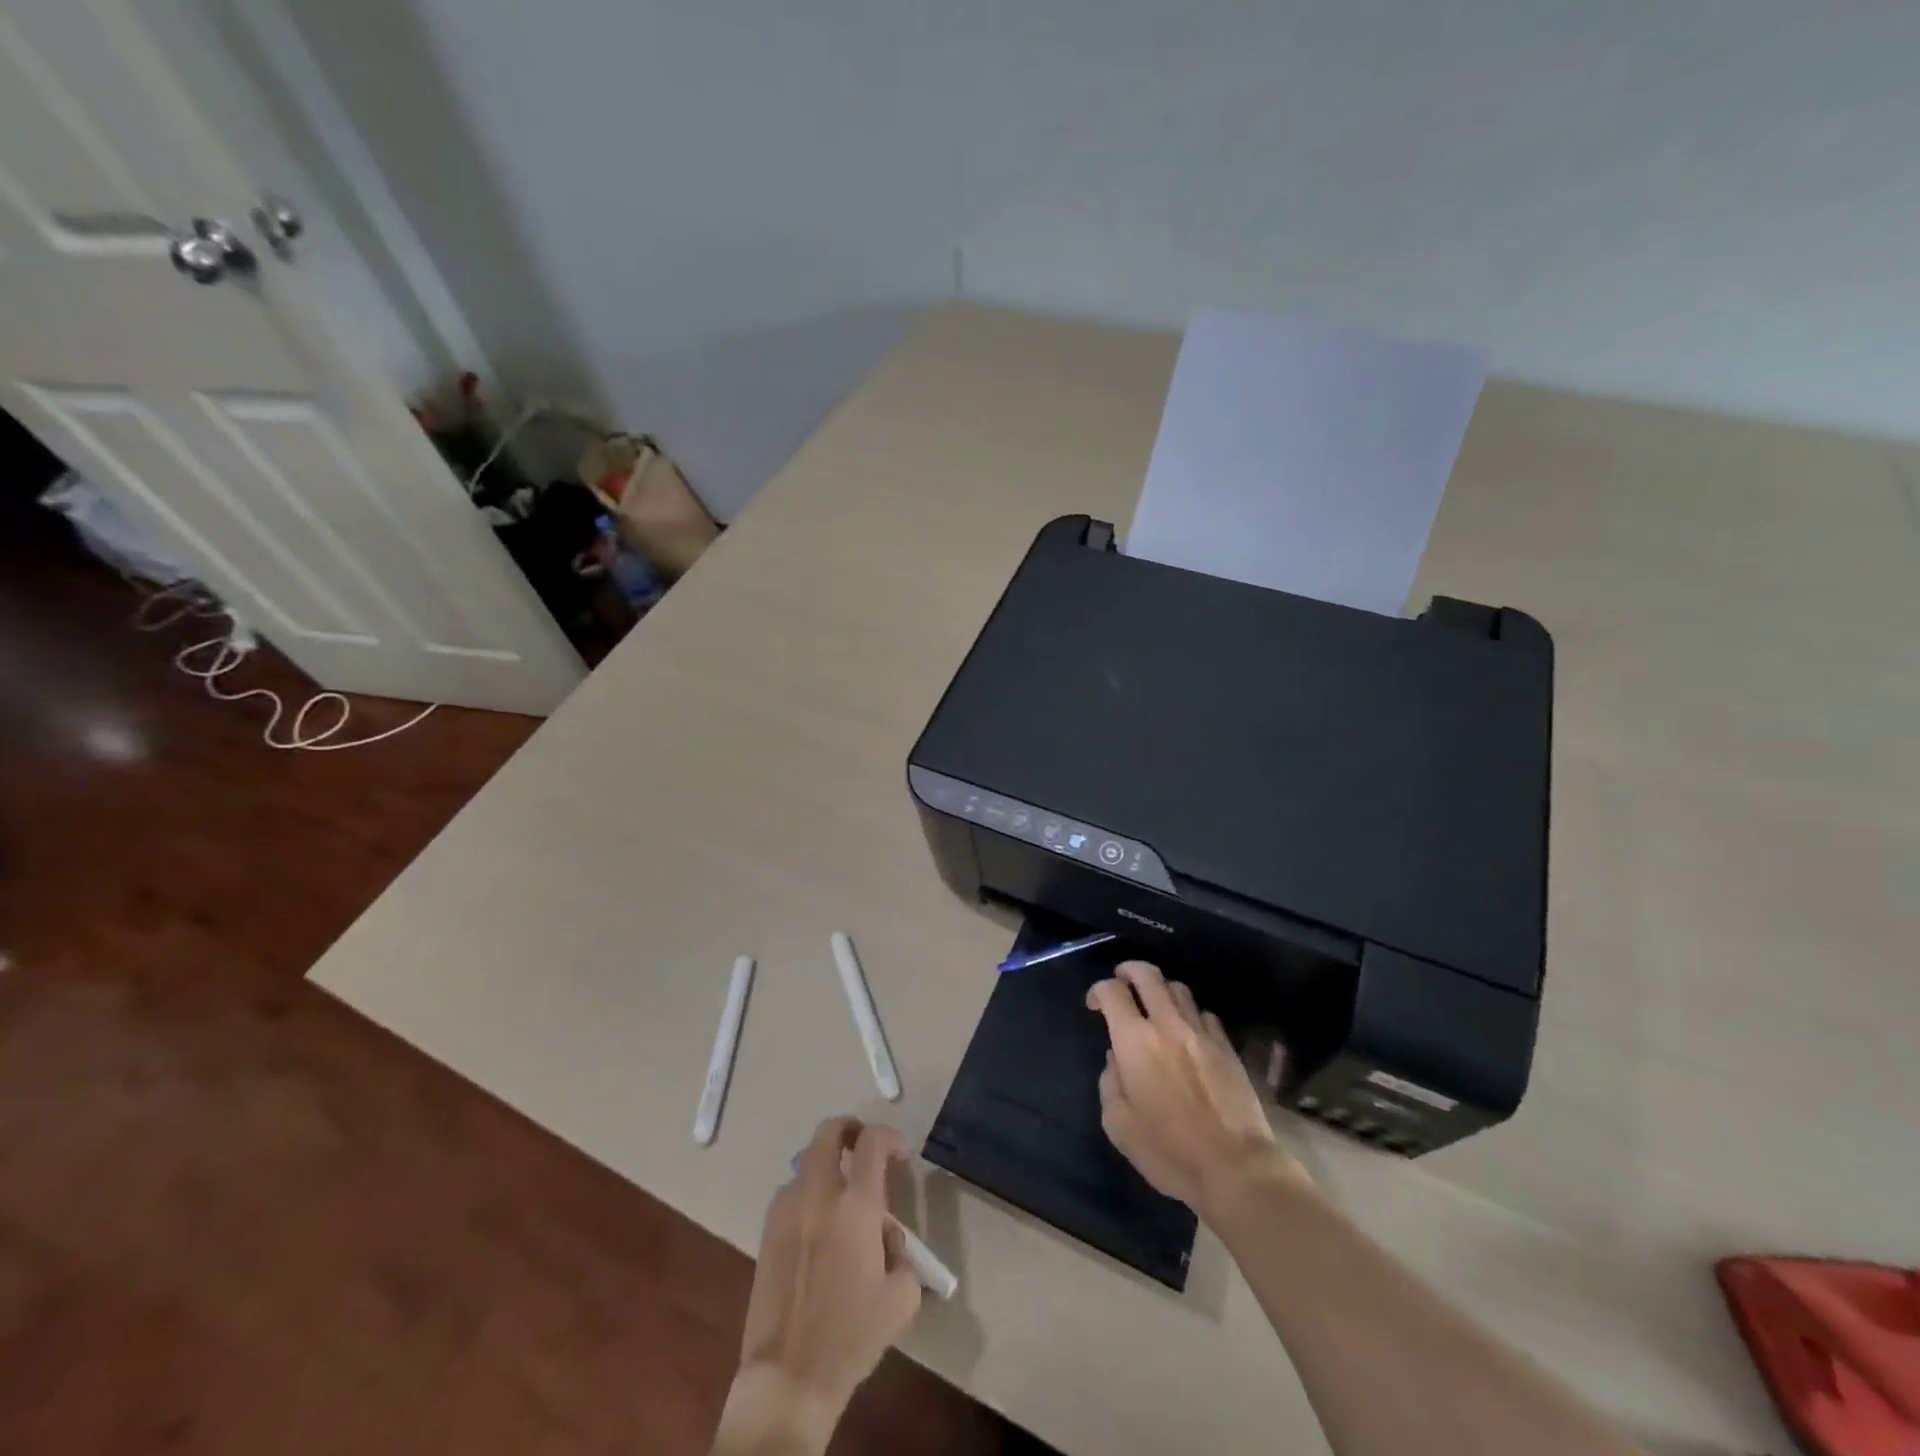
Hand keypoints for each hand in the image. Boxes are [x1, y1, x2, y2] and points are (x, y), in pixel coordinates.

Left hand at [716, 1118, 922, 1453]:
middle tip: (864, 1146)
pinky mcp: (766, 1232)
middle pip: (828, 1132)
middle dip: (849, 1129)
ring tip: (842, 1202)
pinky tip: (818, 1232)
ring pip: (806, 1165)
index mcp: (856, 1206)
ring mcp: (786, 1210)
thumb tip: (885, 1234)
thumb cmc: (852, 1336)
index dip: (890, 1137)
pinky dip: (807, 1197)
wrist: (789, 1377)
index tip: (901, 1156)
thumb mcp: (901, 1297)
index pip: (872, 1142)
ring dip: (827, 1169)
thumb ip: (901, 1251)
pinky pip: (791, 1196)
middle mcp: (818, 1195)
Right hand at [1087, 961, 1308, 1220]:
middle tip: (1121, 981)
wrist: (1236, 1168)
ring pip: (1178, 988)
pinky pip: (1204, 1013)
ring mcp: (1201, 1032)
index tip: (1095, 1006)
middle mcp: (1167, 1025)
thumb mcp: (1119, 1126)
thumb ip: (1110, 1083)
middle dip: (1129, 971)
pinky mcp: (1227, 1046)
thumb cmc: (1169, 1152)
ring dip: (1161, 989)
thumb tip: (1116, 1059)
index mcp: (1135, 1041)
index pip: (1112, 992)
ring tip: (1154, 1004)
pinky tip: (1187, 1031)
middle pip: (1147, 975)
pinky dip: (1190, 1013)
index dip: (1098, 990)